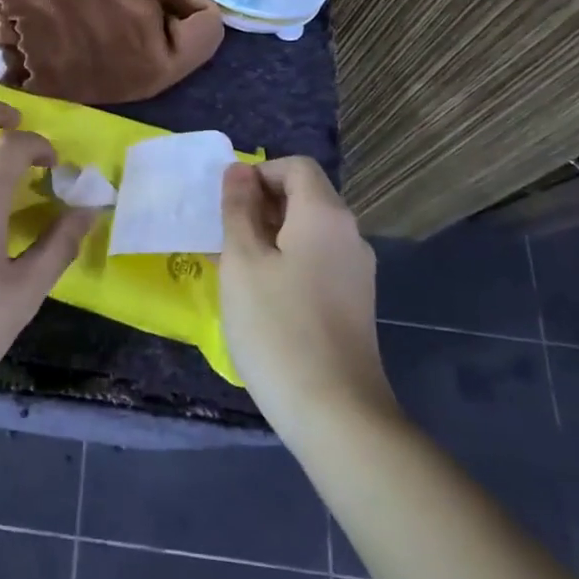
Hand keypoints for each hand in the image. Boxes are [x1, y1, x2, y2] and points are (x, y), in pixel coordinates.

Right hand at [219, 156, 395, 427]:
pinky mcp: (354, 301)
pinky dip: (287, 260)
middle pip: (305, 196)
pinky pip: (317, 260)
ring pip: (309, 231)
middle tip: (223, 237)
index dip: (258, 174)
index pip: (295, 167)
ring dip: (270, 235)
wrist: (335, 412)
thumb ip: (238, 210)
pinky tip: (261, 295)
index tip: (226, 205)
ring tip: (235, 267)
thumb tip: (238, 170)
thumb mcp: (242, 261)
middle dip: (260, 205)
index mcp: (325, 215)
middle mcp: (349, 235)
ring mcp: (356, 271)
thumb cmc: (276, 326)